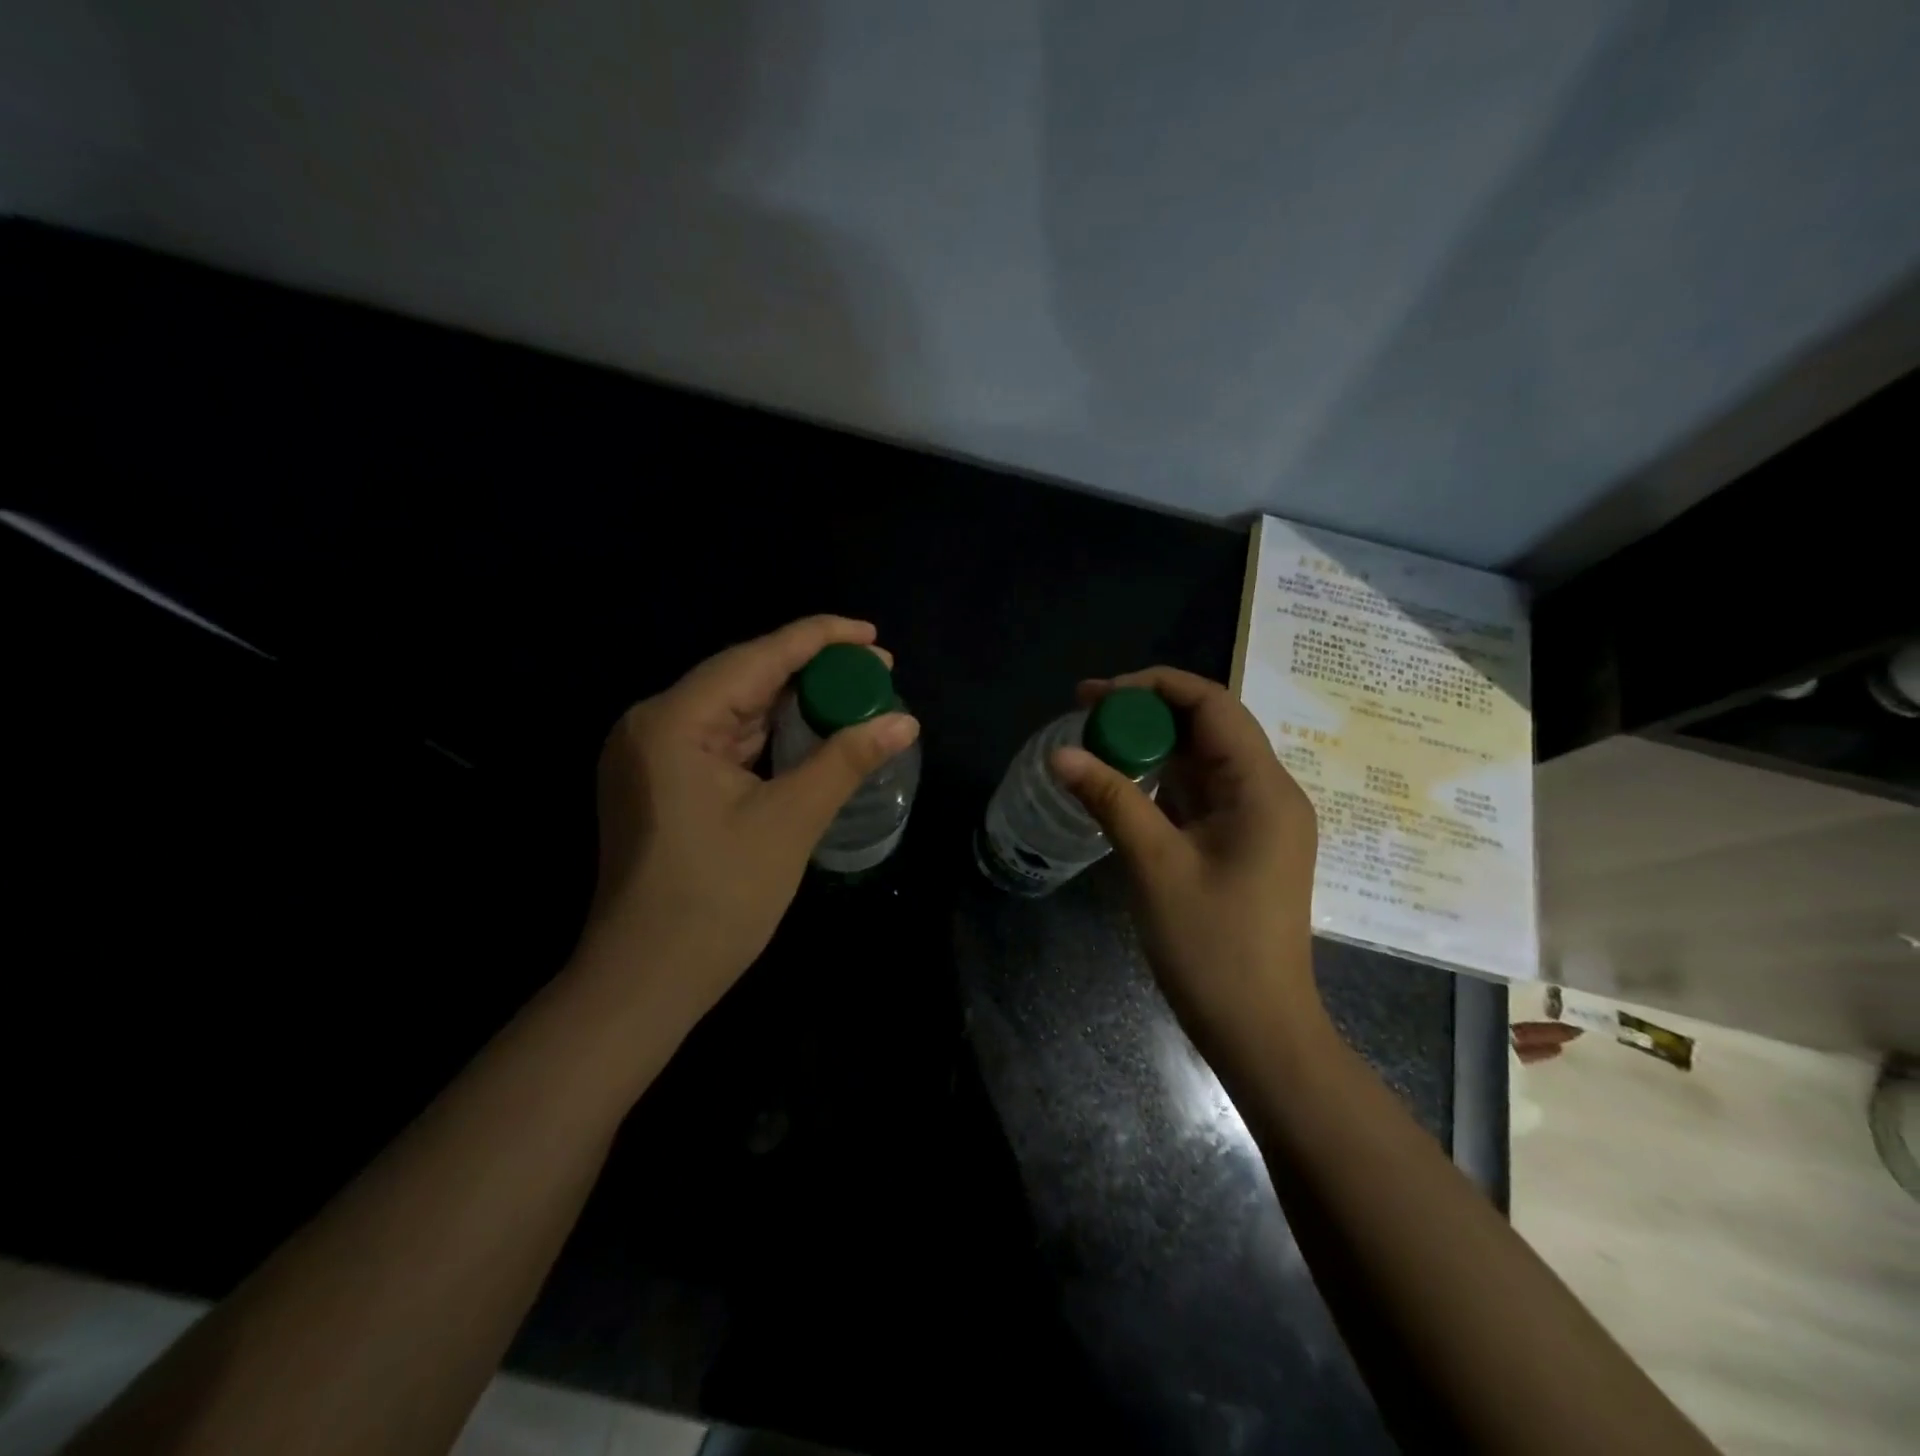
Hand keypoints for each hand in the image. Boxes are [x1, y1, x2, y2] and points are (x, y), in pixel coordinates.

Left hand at [579, 616, 918, 1022]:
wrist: (643, 982)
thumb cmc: (717, 901)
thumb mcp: (790, 822)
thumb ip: (846, 760)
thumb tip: (905, 720)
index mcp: (674, 721)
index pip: (757, 657)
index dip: (819, 639)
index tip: (873, 634)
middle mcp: (653, 723)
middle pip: (744, 678)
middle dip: (811, 672)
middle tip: (877, 670)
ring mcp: (650, 754)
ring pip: (734, 710)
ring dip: (791, 704)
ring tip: (854, 697)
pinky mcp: (659, 782)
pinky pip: (722, 741)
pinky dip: (768, 735)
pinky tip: (808, 733)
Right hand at [1051, 667, 1325, 1066]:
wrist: (1258, 1030)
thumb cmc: (1212, 948)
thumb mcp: (1155, 865)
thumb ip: (1110, 799)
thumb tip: (1059, 753)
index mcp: (1263, 788)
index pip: (1212, 704)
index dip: (1152, 687)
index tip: (1095, 696)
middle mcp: (1269, 793)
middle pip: (1209, 726)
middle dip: (1147, 712)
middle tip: (1084, 715)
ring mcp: (1258, 820)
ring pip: (1203, 759)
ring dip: (1152, 746)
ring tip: (1094, 742)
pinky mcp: (1243, 843)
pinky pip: (1201, 793)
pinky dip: (1162, 781)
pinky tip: (1122, 782)